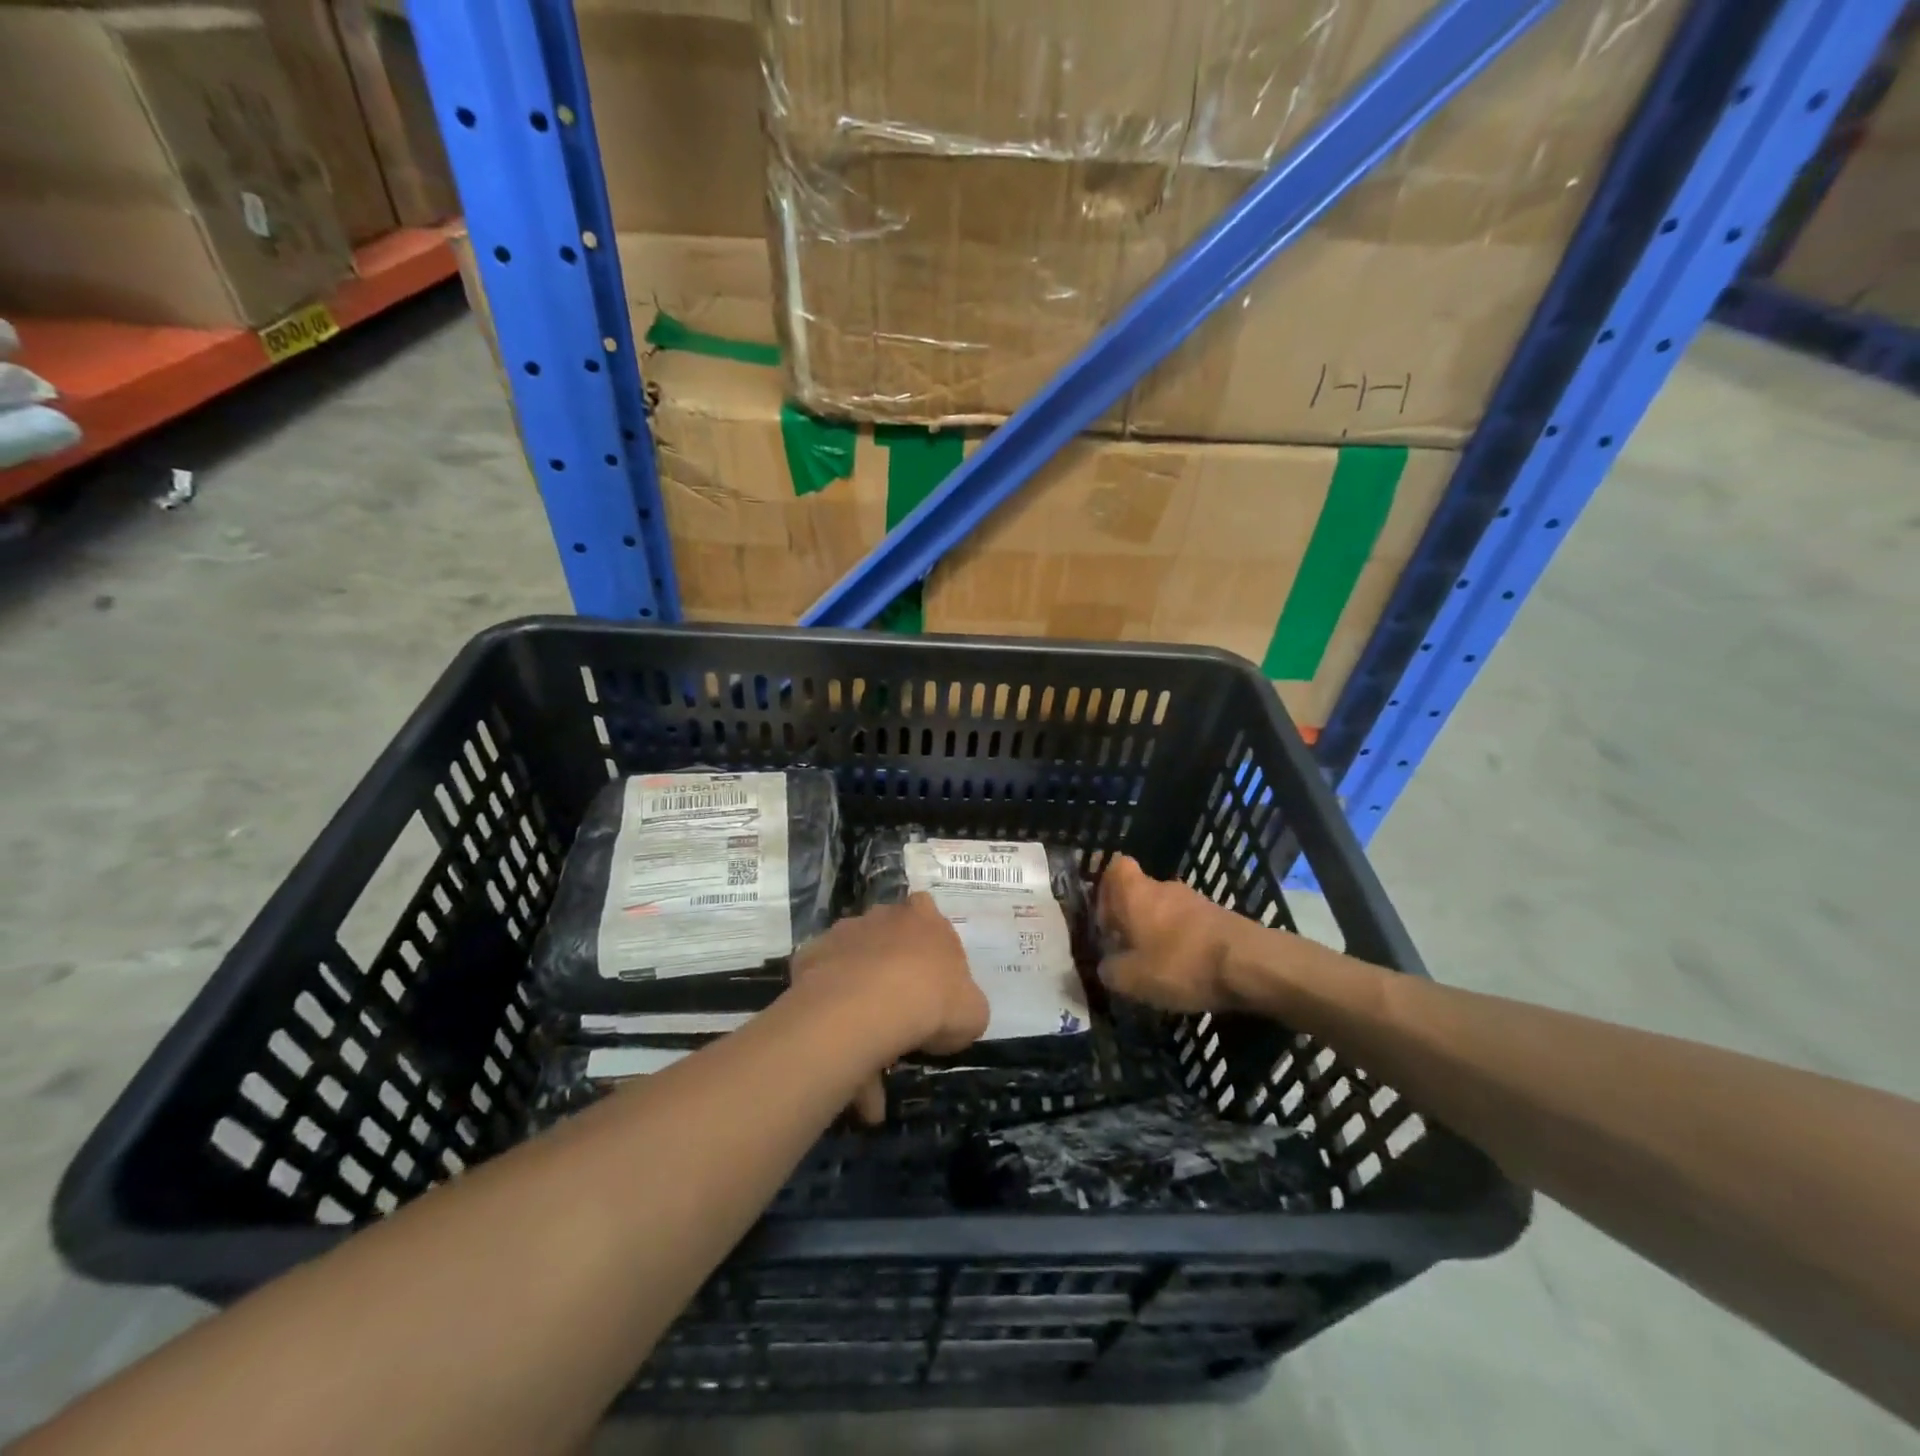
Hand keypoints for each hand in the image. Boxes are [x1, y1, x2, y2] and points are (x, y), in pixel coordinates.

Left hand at [790, 893, 988, 1121]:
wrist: (869, 1008)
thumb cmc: (933, 1002)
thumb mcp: (973, 1012)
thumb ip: (964, 1002)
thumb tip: (953, 1013)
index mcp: (925, 918)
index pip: (927, 912)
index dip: (927, 942)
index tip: (928, 975)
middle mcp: (882, 915)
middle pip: (886, 933)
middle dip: (890, 963)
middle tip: (897, 1007)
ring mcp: (842, 932)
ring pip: (851, 959)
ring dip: (857, 989)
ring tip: (863, 1040)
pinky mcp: (809, 956)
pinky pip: (821, 982)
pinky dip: (827, 1006)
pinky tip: (837, 1039)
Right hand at [1096, 854, 1251, 1012]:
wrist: (1249, 964)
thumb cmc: (1180, 963)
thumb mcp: (1131, 978)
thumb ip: (1109, 970)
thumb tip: (1104, 966)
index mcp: (1135, 892)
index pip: (1114, 866)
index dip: (1104, 887)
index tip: (1101, 915)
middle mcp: (1162, 887)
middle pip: (1138, 892)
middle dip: (1130, 918)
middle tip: (1123, 949)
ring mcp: (1194, 900)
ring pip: (1164, 909)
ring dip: (1156, 932)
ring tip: (1154, 966)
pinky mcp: (1218, 916)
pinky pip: (1187, 925)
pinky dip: (1181, 942)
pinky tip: (1184, 970)